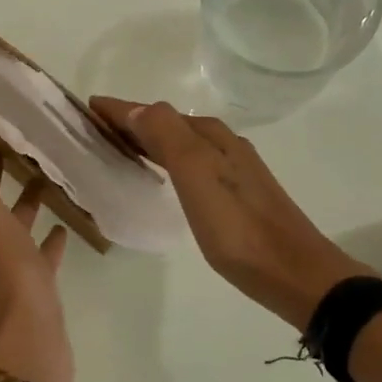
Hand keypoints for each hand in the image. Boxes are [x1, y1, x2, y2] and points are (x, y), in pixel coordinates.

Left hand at [0, 118, 74, 381]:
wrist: (25, 345)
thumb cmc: (4, 273)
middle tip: (20, 138)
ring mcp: (12, 266)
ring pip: (16, 224)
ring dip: (26, 201)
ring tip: (47, 174)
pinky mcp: (37, 286)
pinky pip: (41, 254)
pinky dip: (49, 238)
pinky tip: (64, 226)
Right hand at [91, 98, 371, 329]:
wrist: (294, 273)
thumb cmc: (239, 228)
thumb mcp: (197, 176)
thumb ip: (167, 137)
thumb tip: (136, 108)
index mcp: (210, 137)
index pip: (155, 113)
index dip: (120, 109)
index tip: (87, 108)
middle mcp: (224, 145)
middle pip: (168, 125)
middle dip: (132, 123)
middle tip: (95, 130)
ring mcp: (234, 170)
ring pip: (181, 145)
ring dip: (149, 142)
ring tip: (120, 149)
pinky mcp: (238, 196)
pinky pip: (192, 165)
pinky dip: (167, 162)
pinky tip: (164, 178)